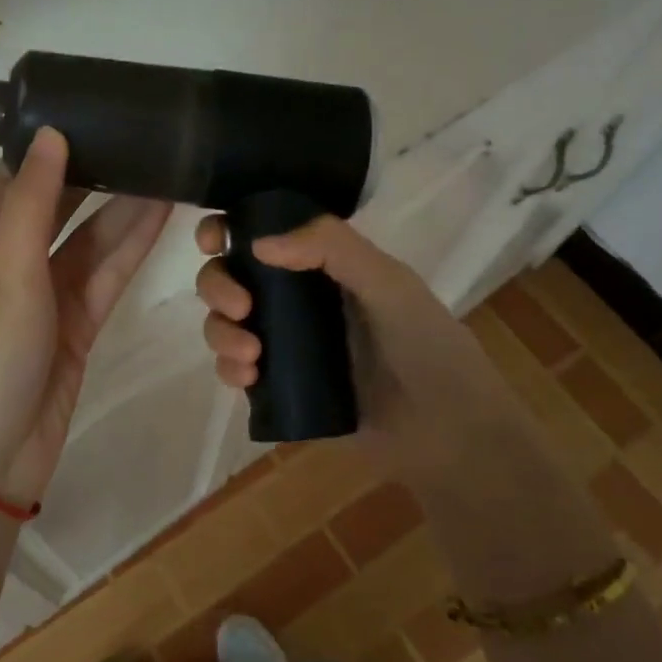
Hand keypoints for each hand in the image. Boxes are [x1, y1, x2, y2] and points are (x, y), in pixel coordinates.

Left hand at [0, 128, 172, 504]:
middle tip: (143, 135)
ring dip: (125, 208)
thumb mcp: (6, 277)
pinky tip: (162, 216)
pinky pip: (107, 274)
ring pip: (91, 240)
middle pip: (59, 205)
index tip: (91, 110)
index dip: (49, 145)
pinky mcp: (77, 322)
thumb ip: (31, 205)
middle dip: (97, 173)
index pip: (14, 179)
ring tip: (166, 167)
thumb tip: (52, 135)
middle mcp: (11, 262)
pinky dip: (133, 247)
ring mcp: (47, 294)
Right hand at [194, 213, 516, 490]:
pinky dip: (228, 369)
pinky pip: (235, 370)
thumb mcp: (388, 282)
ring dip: (220, 332)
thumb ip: (331, 248)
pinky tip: (248, 380)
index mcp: (320, 264)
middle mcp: (295, 297)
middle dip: (218, 286)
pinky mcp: (279, 387)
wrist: (446, 431)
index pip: (260, 232)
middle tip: (240, 308)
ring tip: (250, 356)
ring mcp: (285, 343)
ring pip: (225, 323)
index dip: (226, 230)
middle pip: (230, 276)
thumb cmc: (426, 344)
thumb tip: (256, 243)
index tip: (214, 241)